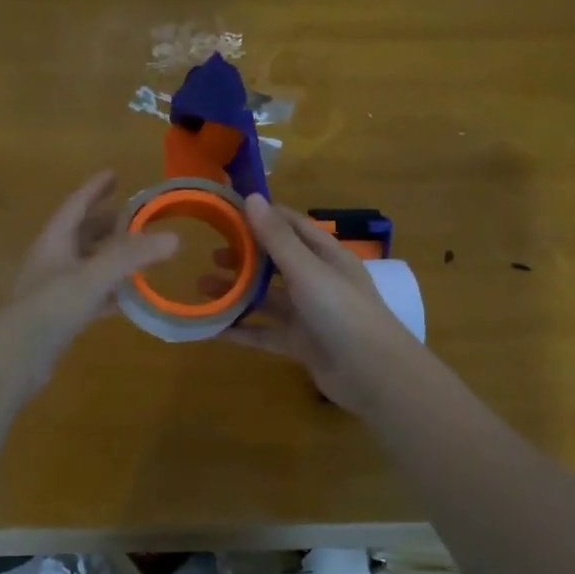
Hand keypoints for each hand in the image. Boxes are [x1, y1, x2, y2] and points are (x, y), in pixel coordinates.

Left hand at [0, 171, 177, 400]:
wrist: (16, 355)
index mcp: (54, 241)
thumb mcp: (93, 276)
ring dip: (111, 258)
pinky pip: (91, 294)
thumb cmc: (50, 306)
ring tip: (139, 254)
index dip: (95, 189)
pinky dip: (110, 291)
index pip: (76, 206)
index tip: (114, 174)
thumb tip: (175, 238)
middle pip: (82, 234)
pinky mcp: (61, 315)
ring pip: (87, 264)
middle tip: (134, 216)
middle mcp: (52, 259)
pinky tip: (129, 297)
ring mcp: (55, 289)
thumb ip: (132, 257)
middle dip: (106, 223)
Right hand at [217, 195, 420, 414]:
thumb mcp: (307, 271)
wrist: (374, 375)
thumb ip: (277, 238)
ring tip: (201, 287)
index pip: (292, 226)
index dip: (262, 217)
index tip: (226, 212)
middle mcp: (318, 281)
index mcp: (327, 256)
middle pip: (276, 262)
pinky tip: (213, 328)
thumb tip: (251, 198)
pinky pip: (265, 332)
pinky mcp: (301, 344)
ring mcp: (309, 314)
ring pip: (267, 298)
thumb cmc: (343, 313)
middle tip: (209, 255)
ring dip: (237, 292)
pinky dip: (241, 329)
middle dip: (244, 257)